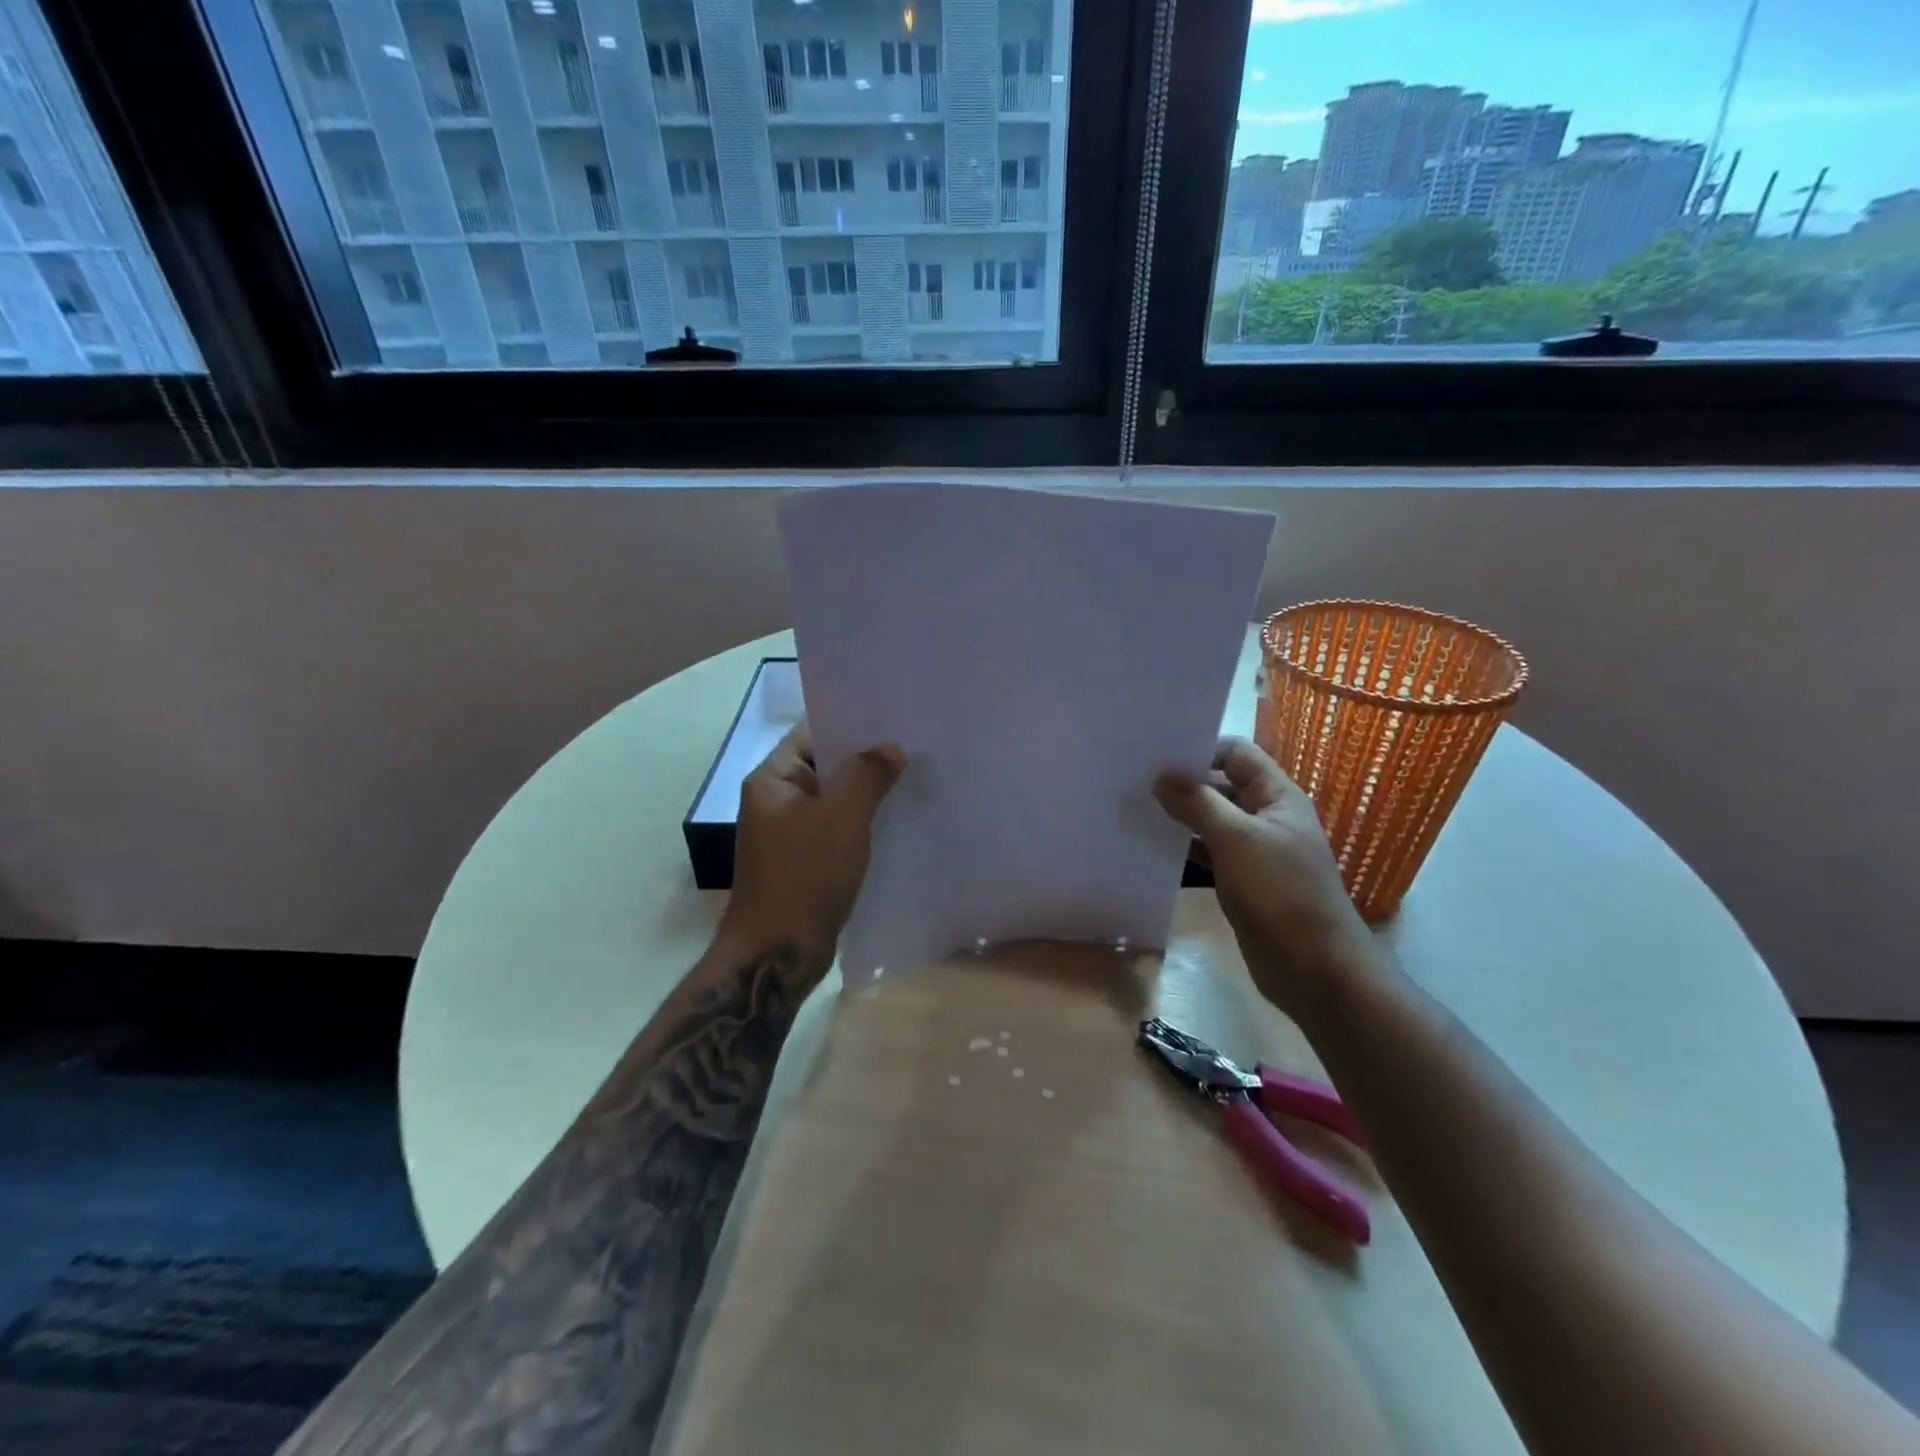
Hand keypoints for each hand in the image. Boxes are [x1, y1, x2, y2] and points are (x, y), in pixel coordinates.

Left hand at [724, 724, 905, 955]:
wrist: (777, 955)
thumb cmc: (804, 878)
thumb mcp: (842, 819)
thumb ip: (867, 775)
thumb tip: (890, 746)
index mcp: (772, 781)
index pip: (811, 734)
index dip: (850, 723)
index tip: (891, 717)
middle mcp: (775, 801)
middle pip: (825, 766)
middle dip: (865, 758)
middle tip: (912, 746)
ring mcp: (788, 834)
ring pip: (833, 800)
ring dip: (866, 793)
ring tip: (911, 779)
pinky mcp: (803, 862)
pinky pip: (835, 830)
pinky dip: (860, 823)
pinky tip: (895, 821)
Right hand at [1155, 737, 1374, 1019]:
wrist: (1315, 970)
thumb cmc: (1281, 894)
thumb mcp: (1236, 840)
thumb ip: (1198, 802)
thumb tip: (1161, 773)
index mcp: (1278, 797)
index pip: (1236, 754)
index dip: (1200, 750)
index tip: (1156, 757)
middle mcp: (1267, 817)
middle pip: (1221, 785)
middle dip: (1183, 784)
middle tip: (1135, 783)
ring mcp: (1255, 851)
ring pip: (1211, 821)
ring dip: (1180, 817)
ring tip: (1135, 811)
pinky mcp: (1242, 881)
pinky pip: (1209, 853)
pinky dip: (1185, 849)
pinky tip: (1153, 849)